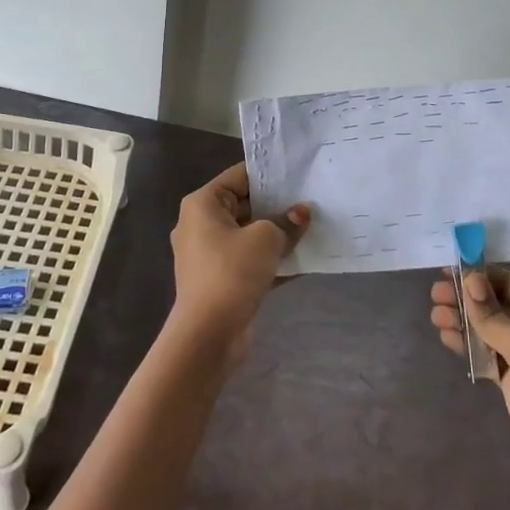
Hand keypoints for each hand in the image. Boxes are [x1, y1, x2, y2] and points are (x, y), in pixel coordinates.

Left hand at [169, 163, 309, 361]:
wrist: (208, 335)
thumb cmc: (232, 272)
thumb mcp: (266, 239)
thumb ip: (287, 222)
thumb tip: (301, 213)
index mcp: (203, 204)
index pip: (240, 176)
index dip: (270, 175)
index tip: (299, 175)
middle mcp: (200, 224)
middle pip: (244, 205)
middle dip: (276, 205)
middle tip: (310, 201)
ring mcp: (208, 254)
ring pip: (248, 235)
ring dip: (276, 234)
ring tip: (310, 228)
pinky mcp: (219, 280)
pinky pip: (248, 260)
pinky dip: (270, 260)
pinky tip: (302, 261)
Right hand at [430, 268, 509, 509]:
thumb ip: (493, 315)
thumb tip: (469, 280)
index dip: (481, 277)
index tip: (448, 271)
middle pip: (500, 305)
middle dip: (468, 299)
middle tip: (435, 294)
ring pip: (492, 329)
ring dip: (464, 321)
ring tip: (435, 316)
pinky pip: (489, 353)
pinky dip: (469, 345)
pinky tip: (447, 337)